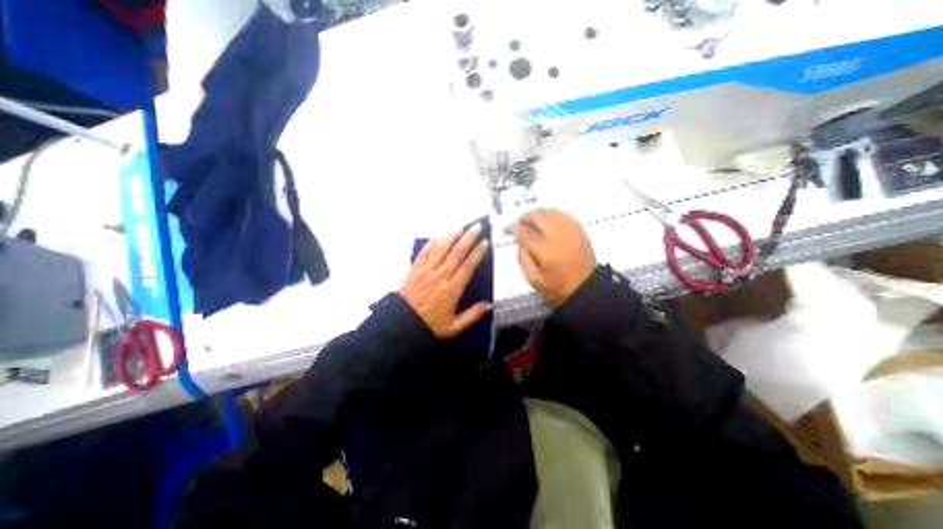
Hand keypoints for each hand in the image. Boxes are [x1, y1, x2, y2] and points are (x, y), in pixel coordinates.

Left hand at [394, 222, 490, 339]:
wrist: (401, 326)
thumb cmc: (429, 326)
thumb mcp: (454, 327)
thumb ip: (473, 315)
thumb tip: (489, 305)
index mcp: (452, 290)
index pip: (468, 266)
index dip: (478, 253)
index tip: (485, 243)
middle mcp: (440, 277)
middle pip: (457, 253)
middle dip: (468, 239)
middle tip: (476, 228)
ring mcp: (426, 272)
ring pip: (441, 249)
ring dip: (451, 236)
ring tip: (460, 227)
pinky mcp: (414, 271)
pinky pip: (424, 253)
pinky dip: (432, 243)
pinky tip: (438, 236)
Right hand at [512, 207, 590, 305]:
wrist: (586, 289)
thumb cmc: (561, 288)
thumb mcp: (535, 279)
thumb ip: (523, 259)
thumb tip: (520, 243)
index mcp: (545, 250)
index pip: (524, 232)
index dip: (513, 228)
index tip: (508, 228)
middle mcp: (558, 237)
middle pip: (538, 216)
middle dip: (525, 217)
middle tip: (520, 222)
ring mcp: (571, 232)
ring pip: (551, 212)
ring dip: (538, 213)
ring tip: (532, 220)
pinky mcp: (579, 231)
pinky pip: (564, 214)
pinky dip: (554, 214)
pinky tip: (549, 219)